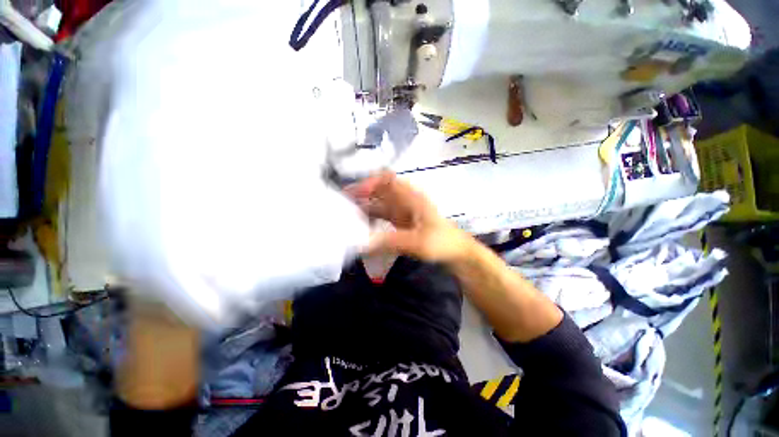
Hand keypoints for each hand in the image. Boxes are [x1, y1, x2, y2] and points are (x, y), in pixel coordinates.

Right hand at [346, 172, 474, 262]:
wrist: (457, 253)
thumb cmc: (441, 243)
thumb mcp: (416, 242)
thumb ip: (389, 242)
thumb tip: (360, 244)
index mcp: (410, 197)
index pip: (386, 180)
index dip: (369, 182)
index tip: (352, 194)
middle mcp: (405, 201)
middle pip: (380, 191)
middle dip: (362, 195)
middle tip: (341, 206)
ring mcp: (403, 212)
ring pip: (380, 205)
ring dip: (365, 209)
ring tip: (347, 218)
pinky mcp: (402, 223)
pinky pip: (383, 218)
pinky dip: (372, 221)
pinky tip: (362, 229)